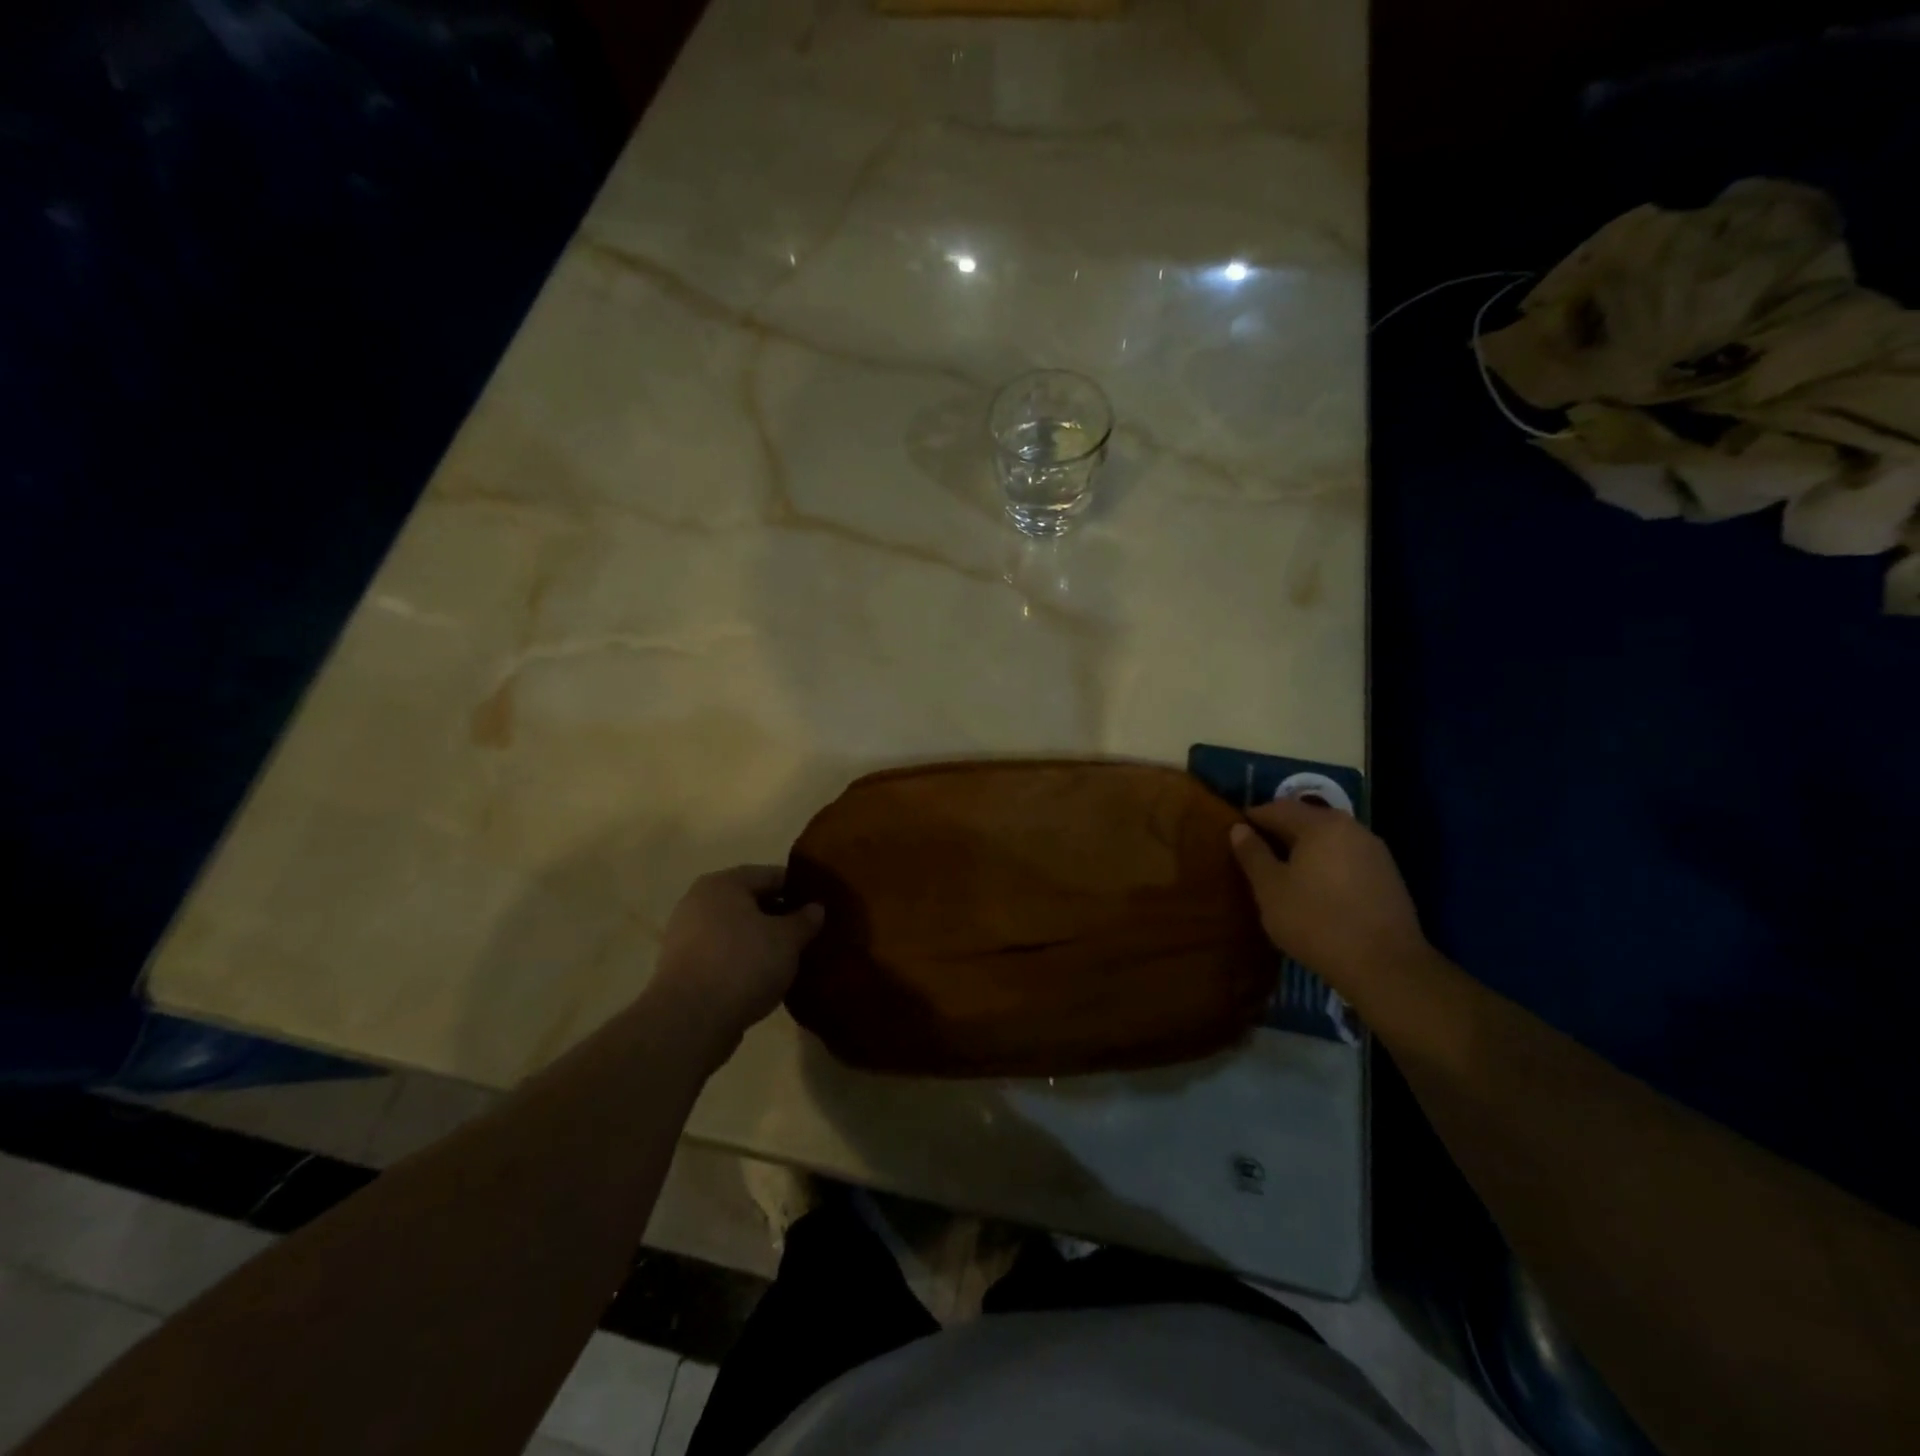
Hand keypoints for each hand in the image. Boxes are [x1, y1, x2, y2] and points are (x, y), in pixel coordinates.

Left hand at [653, 866, 824, 1035]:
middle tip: (808, 934)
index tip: (820, 906)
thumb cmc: (743, 964)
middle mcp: (699, 902)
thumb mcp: (787, 939)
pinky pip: (723, 955)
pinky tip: (764, 978)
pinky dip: (743, 962)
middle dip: (779, 916)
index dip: (799, 889)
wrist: (690, 1021)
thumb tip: (815, 908)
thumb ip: (804, 920)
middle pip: (750, 902)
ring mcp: (686, 936)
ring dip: (761, 941)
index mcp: (723, 883)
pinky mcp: (682, 969)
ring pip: (736, 931)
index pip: (770, 875)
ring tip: (789, 959)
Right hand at [1228, 799, 1430, 996]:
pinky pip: (1346, 858)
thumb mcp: (1270, 888)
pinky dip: (1326, 864)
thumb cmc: (1316, 921)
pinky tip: (1316, 889)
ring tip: (1284, 874)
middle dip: (1279, 833)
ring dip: (1304, 849)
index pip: (1277, 808)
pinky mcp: (1388, 876)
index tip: (1235, 836)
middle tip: (1256, 856)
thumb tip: (1239, 828)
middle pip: (1306, 820)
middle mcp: (1351, 827)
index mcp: (1320, 824)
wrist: (1385, 966)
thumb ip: (1253, 854)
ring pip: (1328, 840)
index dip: (1252, 819)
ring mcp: (1375, 851)